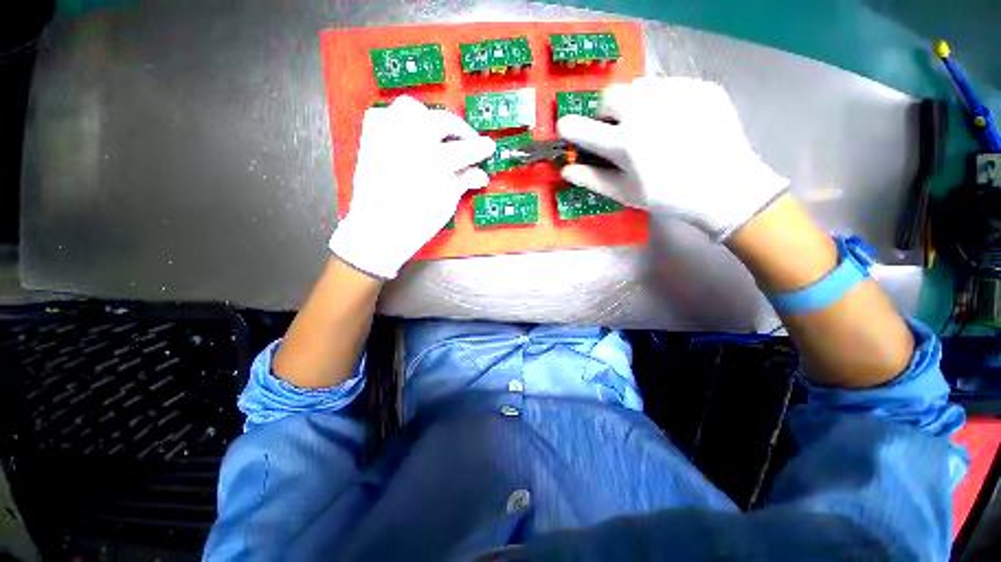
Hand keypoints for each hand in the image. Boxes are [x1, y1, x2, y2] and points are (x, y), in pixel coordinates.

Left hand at [329, 96, 495, 278]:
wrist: (377, 232)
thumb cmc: (414, 224)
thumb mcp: (446, 205)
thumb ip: (463, 182)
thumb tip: (479, 174)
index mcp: (435, 163)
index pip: (466, 149)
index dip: (481, 148)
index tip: (488, 147)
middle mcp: (411, 143)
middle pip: (442, 120)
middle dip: (460, 129)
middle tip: (467, 142)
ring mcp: (388, 139)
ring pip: (410, 107)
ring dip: (428, 117)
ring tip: (435, 135)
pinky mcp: (370, 142)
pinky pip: (381, 115)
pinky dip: (396, 119)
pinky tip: (405, 135)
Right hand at [557, 77, 788, 240]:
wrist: (725, 187)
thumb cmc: (667, 196)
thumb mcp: (624, 193)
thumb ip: (591, 178)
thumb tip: (565, 169)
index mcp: (623, 143)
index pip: (578, 126)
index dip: (569, 129)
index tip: (571, 132)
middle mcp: (645, 111)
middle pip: (609, 95)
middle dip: (606, 112)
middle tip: (617, 130)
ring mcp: (675, 94)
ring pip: (639, 86)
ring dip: (634, 103)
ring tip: (648, 125)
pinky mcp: (699, 86)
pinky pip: (669, 85)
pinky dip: (663, 101)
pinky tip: (675, 122)